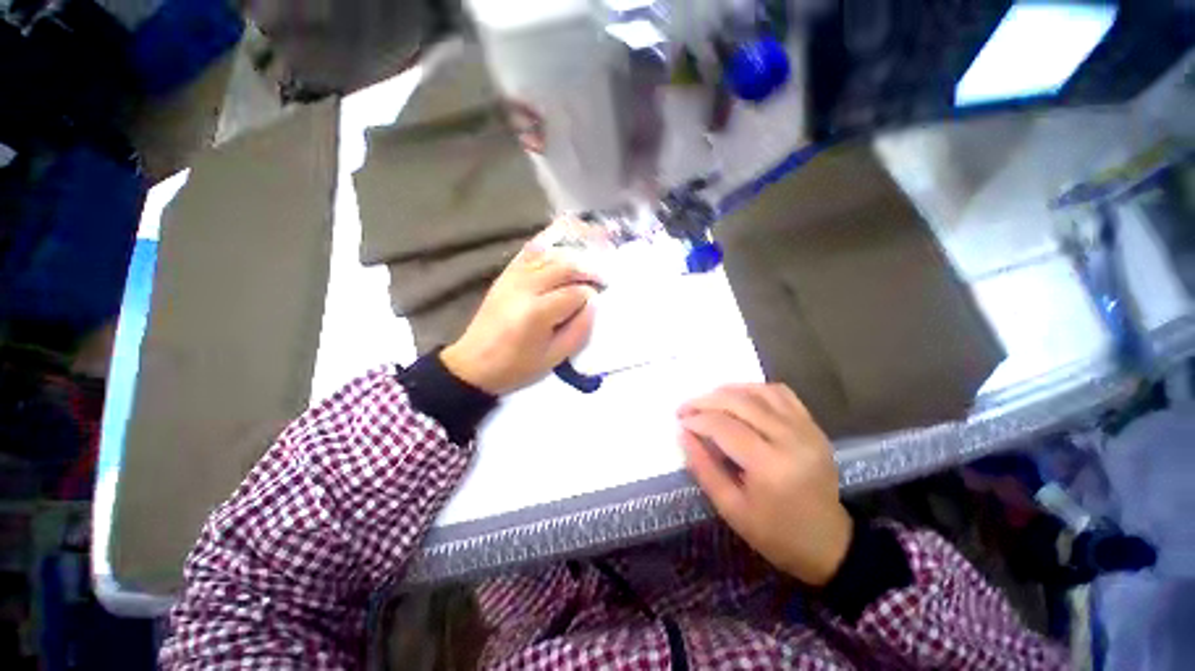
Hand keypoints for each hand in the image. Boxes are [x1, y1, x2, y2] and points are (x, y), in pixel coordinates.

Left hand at [441, 237, 600, 394]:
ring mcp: (512, 277)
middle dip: (587, 271)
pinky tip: (560, 255)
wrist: (473, 365)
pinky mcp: (505, 275)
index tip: (597, 302)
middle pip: (565, 267)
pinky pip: (530, 254)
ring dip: (572, 260)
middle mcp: (525, 287)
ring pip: (550, 256)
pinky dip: (549, 251)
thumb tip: (592, 306)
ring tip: (585, 270)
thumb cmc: (516, 367)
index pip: (575, 292)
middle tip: (601, 280)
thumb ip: (578, 331)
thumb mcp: (553, 358)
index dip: (590, 295)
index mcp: (537, 312)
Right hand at [679, 384, 851, 586]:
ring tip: (708, 401)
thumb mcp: (731, 508)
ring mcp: (805, 429)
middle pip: (739, 402)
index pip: (724, 427)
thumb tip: (683, 433)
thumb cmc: (775, 534)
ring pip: (759, 392)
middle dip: (705, 401)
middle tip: (686, 408)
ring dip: (728, 391)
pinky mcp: (813, 426)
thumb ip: (703, 468)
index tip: (680, 422)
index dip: (697, 420)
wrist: (828, 543)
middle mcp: (790, 439)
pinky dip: (755, 390)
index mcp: (770, 466)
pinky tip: (740, 398)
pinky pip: (780, 393)